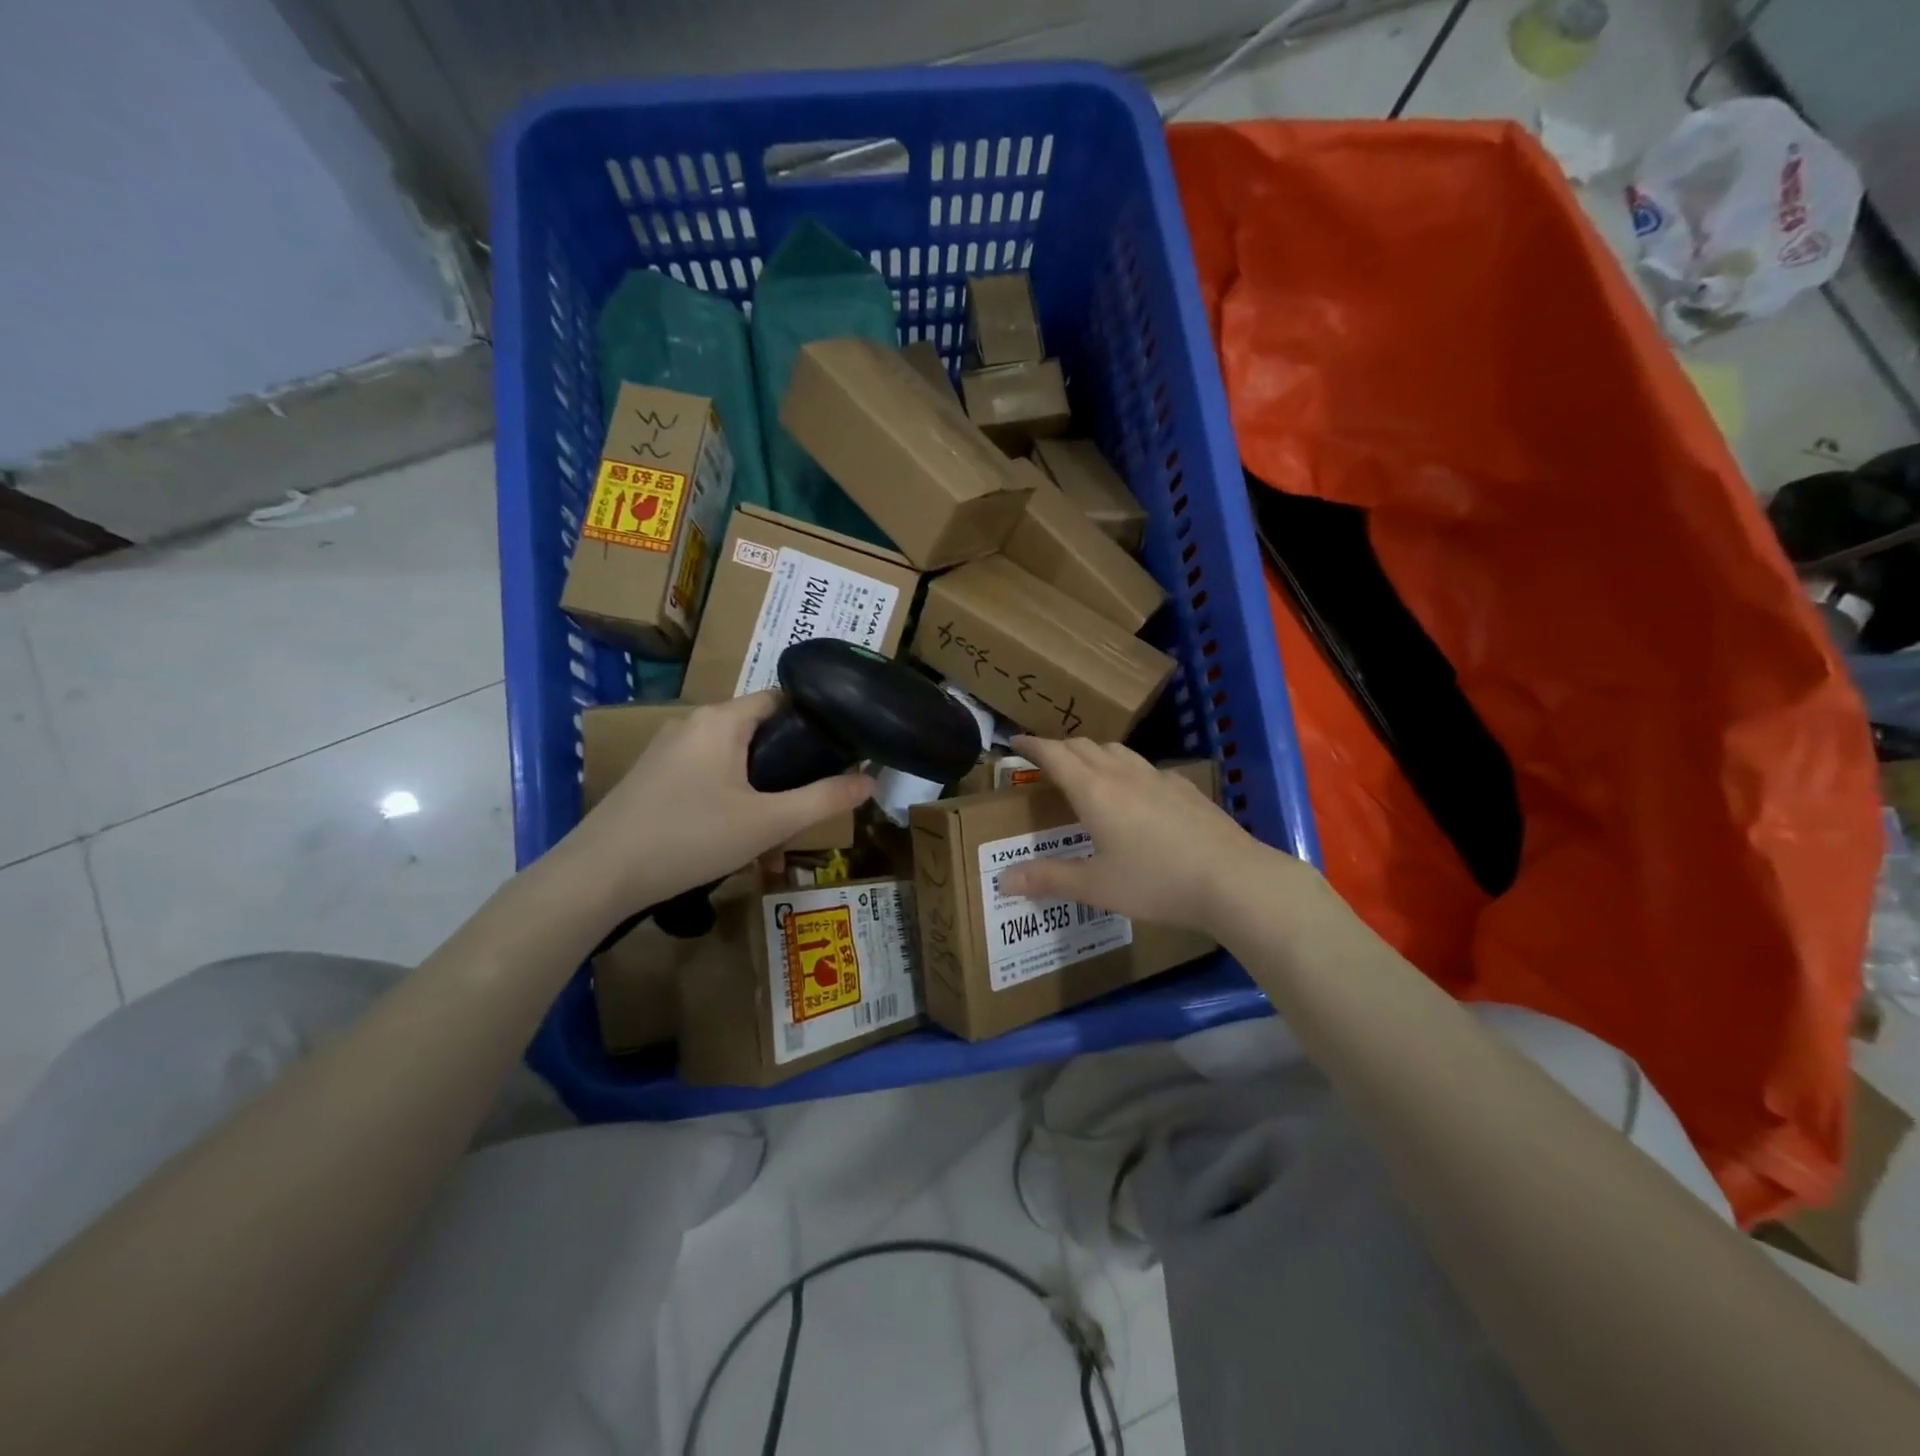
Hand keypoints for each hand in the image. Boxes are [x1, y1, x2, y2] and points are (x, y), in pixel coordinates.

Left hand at [567, 692, 873, 913]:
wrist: (599, 876)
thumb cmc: (690, 838)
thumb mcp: (767, 822)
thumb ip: (823, 799)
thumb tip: (871, 780)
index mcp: (721, 720)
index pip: (781, 698)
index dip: (815, 720)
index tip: (841, 749)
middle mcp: (692, 722)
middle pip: (757, 727)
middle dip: (788, 758)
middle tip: (813, 793)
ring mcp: (666, 748)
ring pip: (731, 753)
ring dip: (759, 779)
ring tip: (779, 817)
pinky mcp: (651, 775)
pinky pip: (705, 770)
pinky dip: (729, 789)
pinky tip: (734, 828)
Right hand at [997, 736, 1309, 934]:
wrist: (1233, 880)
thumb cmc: (1156, 882)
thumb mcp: (1096, 887)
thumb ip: (1049, 879)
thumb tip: (1003, 879)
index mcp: (1094, 791)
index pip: (1055, 754)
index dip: (1032, 745)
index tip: (1014, 741)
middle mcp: (1123, 774)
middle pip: (1084, 746)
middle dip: (1059, 747)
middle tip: (1044, 760)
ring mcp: (1158, 777)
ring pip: (1117, 750)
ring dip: (1092, 752)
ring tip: (1085, 770)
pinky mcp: (1184, 788)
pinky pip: (1144, 767)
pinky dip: (1125, 768)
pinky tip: (1135, 793)